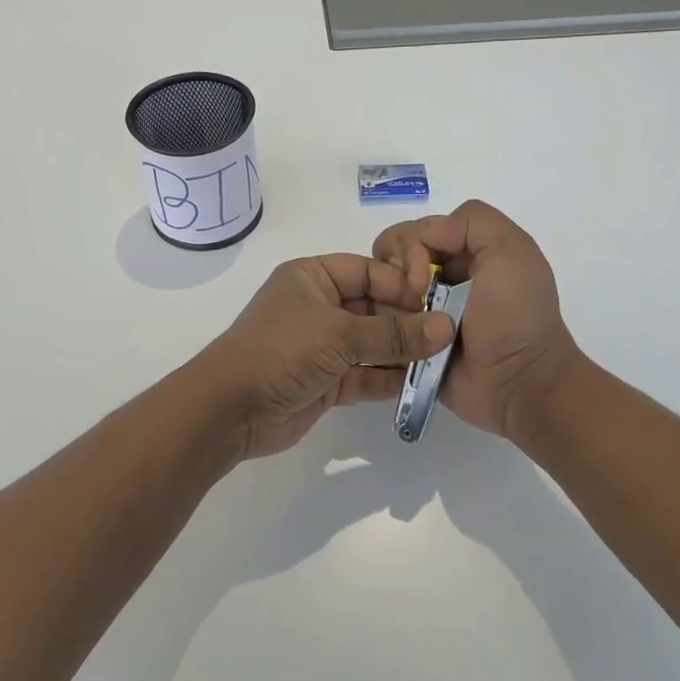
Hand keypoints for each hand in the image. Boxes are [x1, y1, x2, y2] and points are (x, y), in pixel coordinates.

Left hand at [194, 255, 454, 461]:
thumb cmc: (282, 351)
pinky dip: (388, 380)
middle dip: (408, 323)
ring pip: (372, 344)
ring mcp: (321, 346)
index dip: (402, 285)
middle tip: (450, 337)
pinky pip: (365, 376)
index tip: (438, 304)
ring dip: (403, 353)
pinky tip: (420, 386)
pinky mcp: (325, 382)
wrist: (230, 409)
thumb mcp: (339, 334)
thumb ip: (393, 333)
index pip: (368, 271)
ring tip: (443, 362)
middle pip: (374, 308)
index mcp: (312, 277)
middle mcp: (318, 306)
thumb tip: (446, 327)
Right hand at [372, 200, 583, 440]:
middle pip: (391, 257)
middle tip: (413, 298)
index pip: (415, 230)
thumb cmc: (515, 316)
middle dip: (394, 273)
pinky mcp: (410, 341)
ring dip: (389, 302)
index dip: (410, 246)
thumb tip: (423, 239)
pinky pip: (380, 324)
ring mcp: (423, 311)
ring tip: (406, 323)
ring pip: (380, 289)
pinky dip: (382, 326)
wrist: (519, 383)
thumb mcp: (510, 250)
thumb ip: (471, 221)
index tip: (424, 277)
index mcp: (465, 252)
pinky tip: (396, 337)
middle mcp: (440, 277)